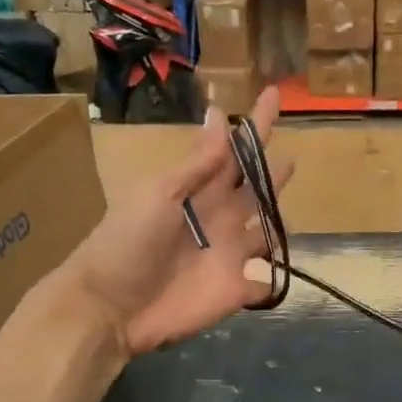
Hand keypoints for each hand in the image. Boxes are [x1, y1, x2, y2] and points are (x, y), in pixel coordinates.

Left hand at [63, 88, 291, 357]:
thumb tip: (221, 114)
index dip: (255, 124)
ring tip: (288, 215)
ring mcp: (229, 254)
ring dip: (277, 224)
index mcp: (200, 189)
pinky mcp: (235, 290)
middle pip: (254, 190)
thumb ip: (198, 163)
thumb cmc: (128, 242)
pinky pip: (262, 282)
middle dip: (270, 174)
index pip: (235, 150)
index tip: (272, 94)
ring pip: (264, 233)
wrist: (109, 307)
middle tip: (291, 156)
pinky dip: (272, 280)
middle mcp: (220, 217)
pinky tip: (278, 277)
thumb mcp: (160, 194)